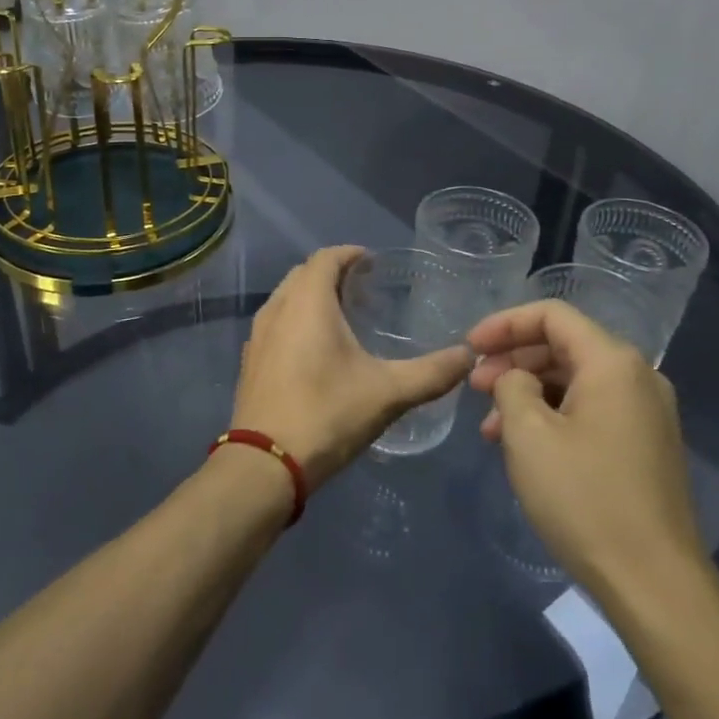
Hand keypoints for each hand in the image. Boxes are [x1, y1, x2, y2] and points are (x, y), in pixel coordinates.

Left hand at [233, 247, 473, 489]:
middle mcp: (277, 308)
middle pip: (303, 274)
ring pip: (286, 298)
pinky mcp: (250, 362)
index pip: (326, 257)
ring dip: (311, 297)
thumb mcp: (388, 393)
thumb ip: (431, 373)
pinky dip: (295, 321)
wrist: (264, 465)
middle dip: (331, 273)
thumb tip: (468, 356)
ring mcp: (259, 335)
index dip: (350, 254)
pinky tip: (315, 350)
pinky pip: (275, 323)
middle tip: (363, 288)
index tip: (373, 262)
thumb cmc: (327, 414)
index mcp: (308, 302)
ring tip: (342, 316)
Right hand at [469, 299, 708, 596]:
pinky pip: (592, 410)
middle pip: (564, 345)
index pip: (551, 315)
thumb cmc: (585, 499)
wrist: (655, 584)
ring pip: (575, 381)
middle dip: (513, 360)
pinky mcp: (646, 445)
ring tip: (491, 428)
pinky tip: (525, 447)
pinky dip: (554, 416)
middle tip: (474, 388)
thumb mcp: (528, 435)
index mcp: (613, 362)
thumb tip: (517, 379)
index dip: (504, 324)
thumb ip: (511, 386)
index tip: (469, 348)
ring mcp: (647, 412)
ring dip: (529, 393)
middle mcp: (637, 376)